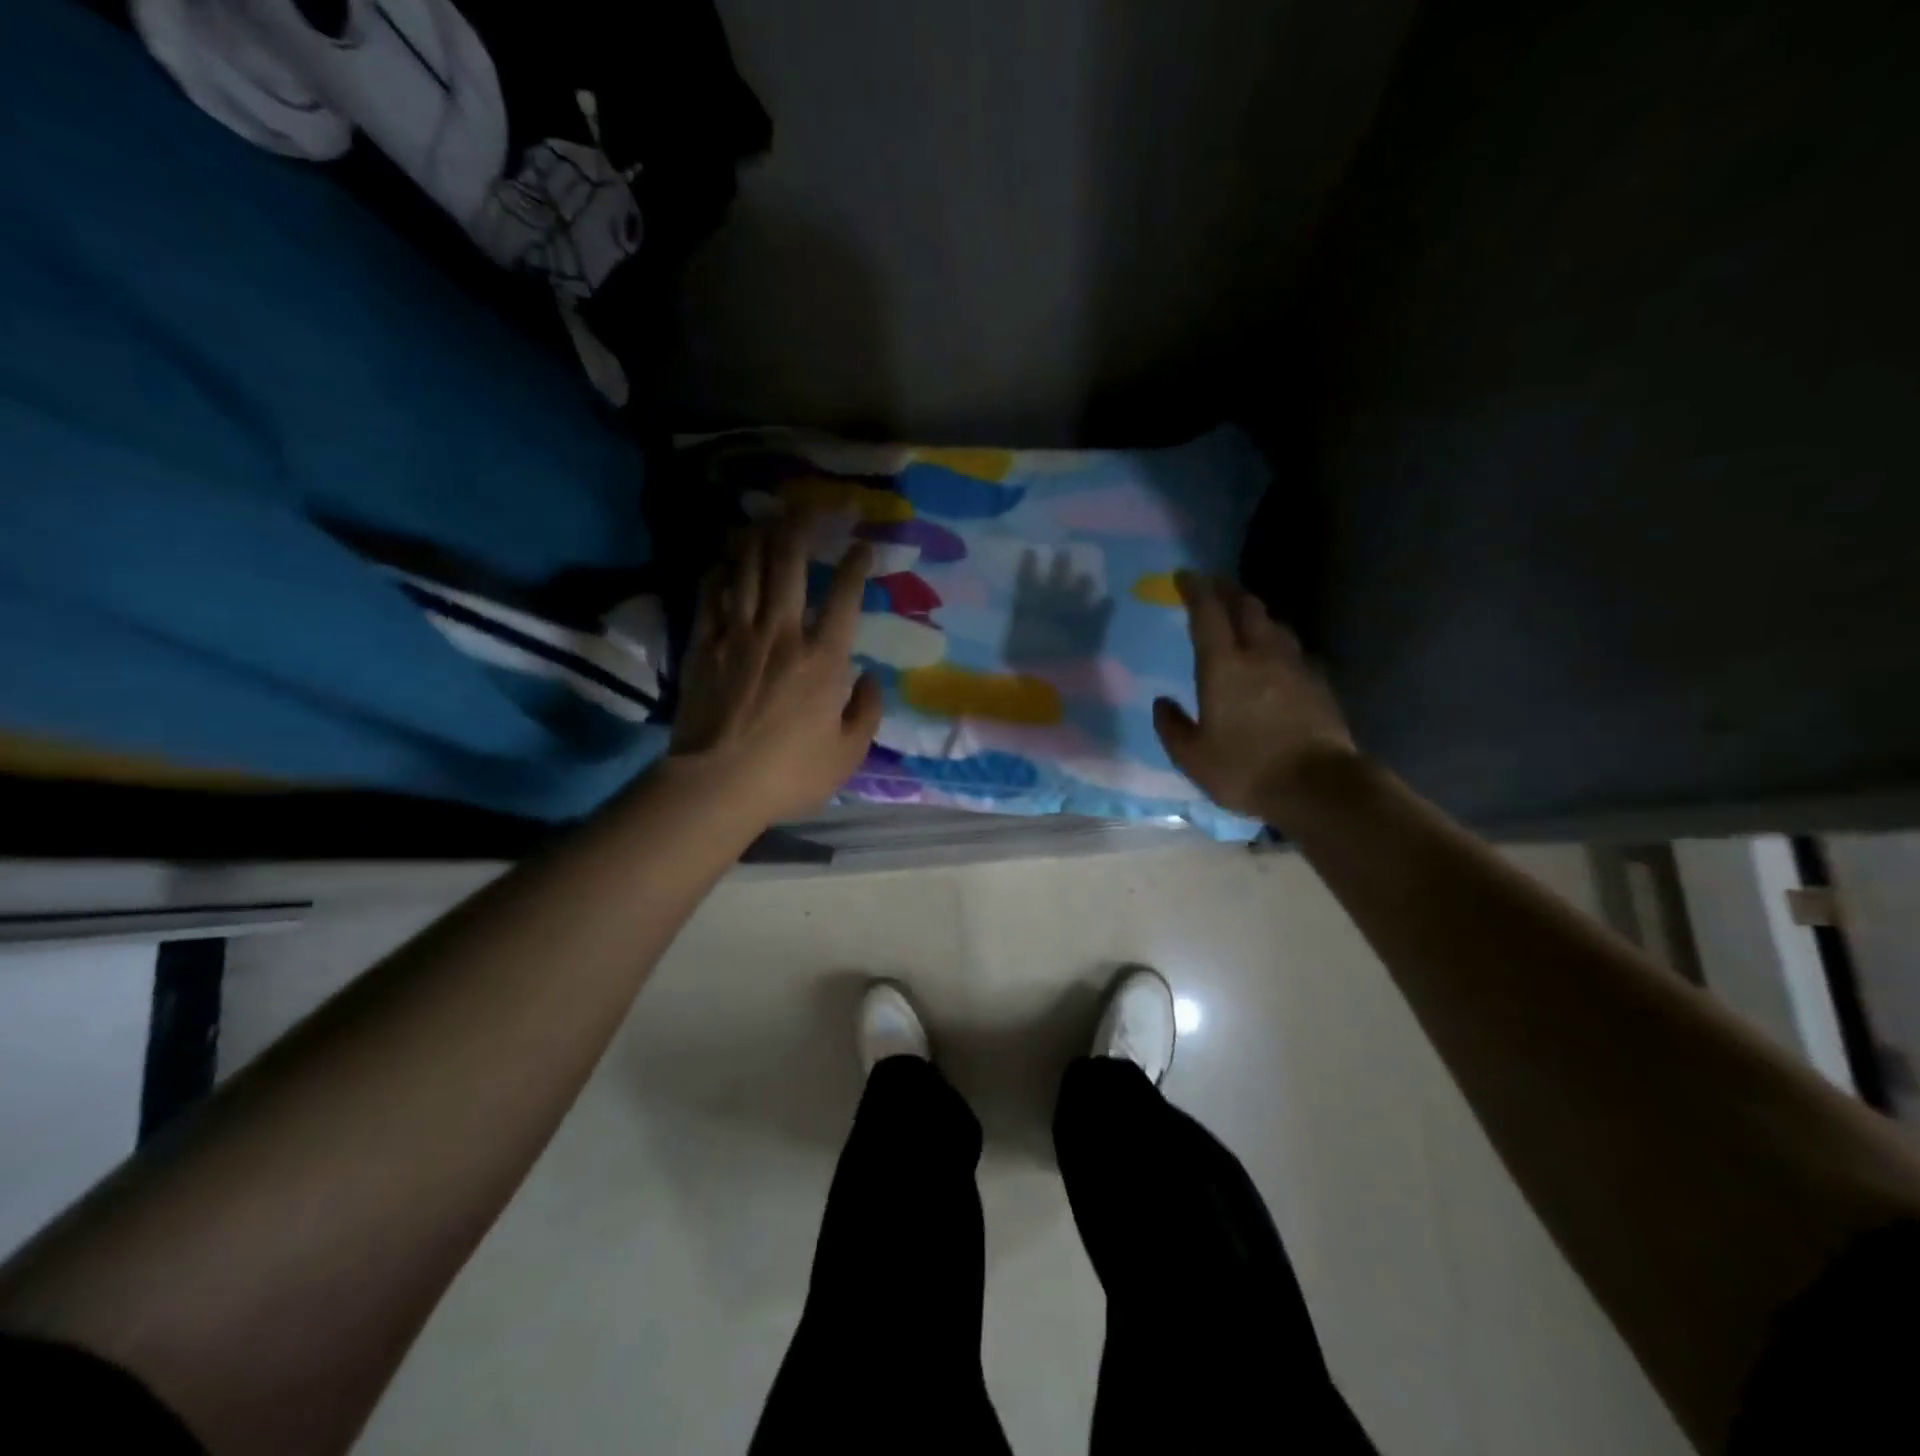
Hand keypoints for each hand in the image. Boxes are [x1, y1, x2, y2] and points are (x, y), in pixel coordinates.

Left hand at [668, 512, 883, 823]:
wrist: (716, 784)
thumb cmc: (789, 773)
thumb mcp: (848, 755)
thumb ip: (867, 713)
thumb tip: (871, 679)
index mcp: (823, 660)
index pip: (844, 597)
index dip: (856, 565)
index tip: (863, 545)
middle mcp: (782, 634)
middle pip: (791, 564)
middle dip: (803, 528)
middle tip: (810, 505)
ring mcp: (738, 634)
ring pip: (748, 568)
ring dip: (760, 536)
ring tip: (768, 515)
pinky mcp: (704, 644)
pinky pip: (712, 593)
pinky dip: (722, 569)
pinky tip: (727, 557)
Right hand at [1152, 572, 1358, 820]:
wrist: (1318, 786)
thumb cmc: (1245, 769)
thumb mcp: (1192, 757)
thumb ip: (1172, 726)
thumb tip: (1162, 704)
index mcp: (1224, 666)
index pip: (1207, 613)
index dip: (1195, 589)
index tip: (1184, 576)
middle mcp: (1260, 655)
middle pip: (1246, 607)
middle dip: (1227, 590)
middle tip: (1213, 585)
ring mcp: (1295, 667)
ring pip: (1275, 625)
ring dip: (1256, 614)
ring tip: (1245, 616)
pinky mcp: (1318, 684)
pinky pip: (1296, 651)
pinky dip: (1280, 643)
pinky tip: (1279, 656)